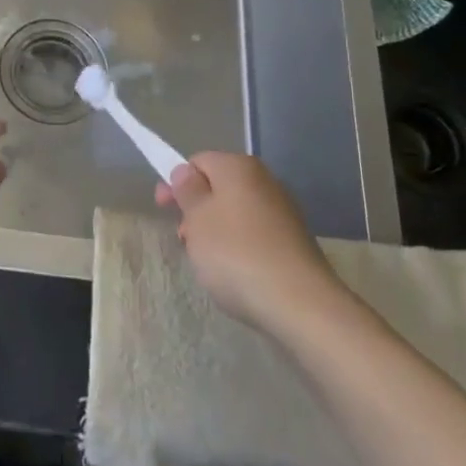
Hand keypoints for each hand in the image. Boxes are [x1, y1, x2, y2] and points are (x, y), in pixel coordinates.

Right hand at [156, 153, 339, 328]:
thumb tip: (186, 172)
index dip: (177, 182)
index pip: (198, 161)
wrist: (300, 305)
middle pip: (218, 187)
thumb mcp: (197, 219)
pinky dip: (239, 248)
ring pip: (236, 213)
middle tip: (183, 238)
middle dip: (196, 210)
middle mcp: (265, 181)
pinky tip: (234, 273)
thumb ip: (187, 191)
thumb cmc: (236, 253)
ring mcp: (283, 212)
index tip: (164, 209)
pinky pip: (255, 235)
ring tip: (207, 262)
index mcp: (238, 167)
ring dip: (215, 231)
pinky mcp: (294, 242)